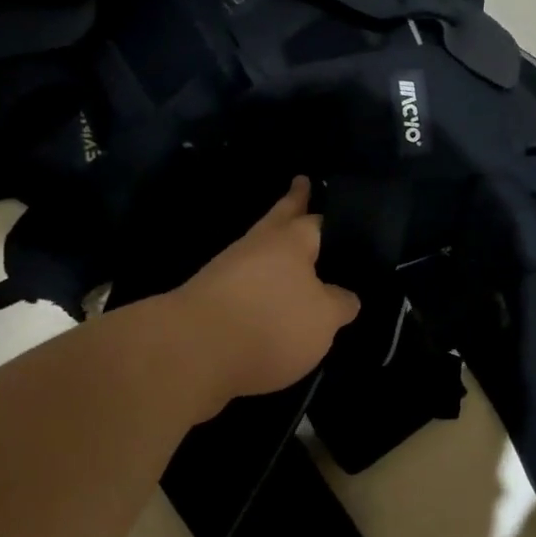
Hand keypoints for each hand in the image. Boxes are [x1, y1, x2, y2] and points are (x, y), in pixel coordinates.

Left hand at [172, 178, 360, 405]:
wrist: (190, 353)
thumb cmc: (270, 324)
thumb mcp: (324, 319)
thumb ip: (340, 304)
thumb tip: (345, 297)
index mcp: (290, 241)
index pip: (316, 220)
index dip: (329, 215)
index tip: (333, 201)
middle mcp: (257, 246)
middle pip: (280, 217)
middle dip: (293, 202)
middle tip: (301, 182)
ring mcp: (227, 271)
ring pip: (260, 250)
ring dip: (275, 247)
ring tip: (293, 250)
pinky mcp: (208, 300)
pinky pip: (244, 281)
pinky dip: (260, 282)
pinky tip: (270, 294)